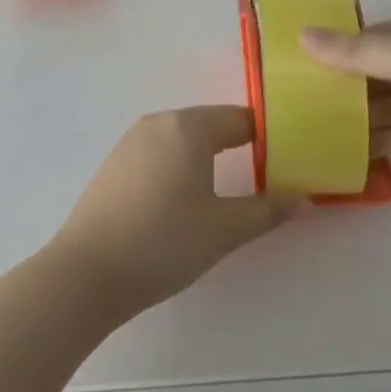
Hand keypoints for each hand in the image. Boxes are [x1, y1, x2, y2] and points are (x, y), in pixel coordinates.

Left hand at [48, 107, 298, 318]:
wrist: (87, 272)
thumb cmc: (164, 243)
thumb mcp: (224, 230)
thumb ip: (267, 211)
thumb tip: (304, 199)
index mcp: (188, 127)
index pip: (240, 119)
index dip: (268, 137)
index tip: (289, 159)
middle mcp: (158, 122)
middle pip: (210, 124)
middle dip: (239, 145)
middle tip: (266, 176)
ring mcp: (130, 141)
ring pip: (182, 138)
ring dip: (208, 156)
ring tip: (229, 188)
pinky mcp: (114, 164)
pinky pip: (159, 153)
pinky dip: (180, 165)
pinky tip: (185, 198)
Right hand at [300, 5, 390, 193]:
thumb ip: (363, 53)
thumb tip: (302, 36)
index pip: (376, 36)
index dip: (337, 48)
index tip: (293, 63)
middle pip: (380, 74)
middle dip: (342, 87)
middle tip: (291, 103)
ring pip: (390, 110)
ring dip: (357, 120)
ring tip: (306, 130)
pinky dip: (379, 147)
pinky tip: (342, 155)